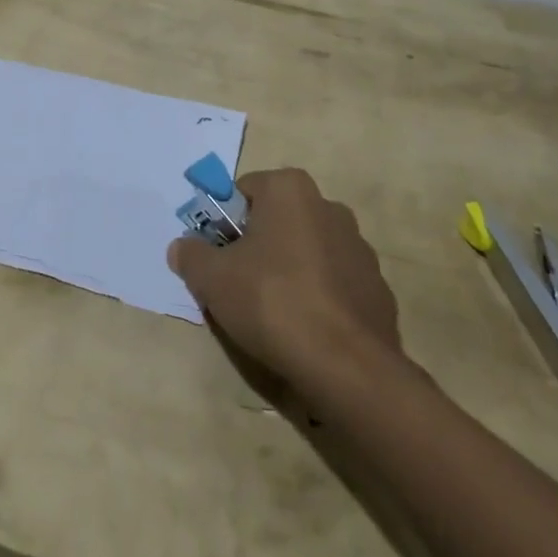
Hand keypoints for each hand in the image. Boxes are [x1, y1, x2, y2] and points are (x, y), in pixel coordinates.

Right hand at [166, 167, 400, 387]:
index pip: (244, 192)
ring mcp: (359, 247)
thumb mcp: (212, 278)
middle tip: (238, 285)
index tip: (217, 257)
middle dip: (257, 246)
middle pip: (277, 220)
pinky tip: (306, 330)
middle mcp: (329, 207)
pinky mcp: (376, 287)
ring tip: (273, 314)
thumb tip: (181, 247)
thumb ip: (191, 255)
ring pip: (307, 251)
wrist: (347, 366)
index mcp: (290, 190)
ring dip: (289, 271)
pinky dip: (318, 298)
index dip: (224, 224)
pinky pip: (334, 284)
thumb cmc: (272, 302)